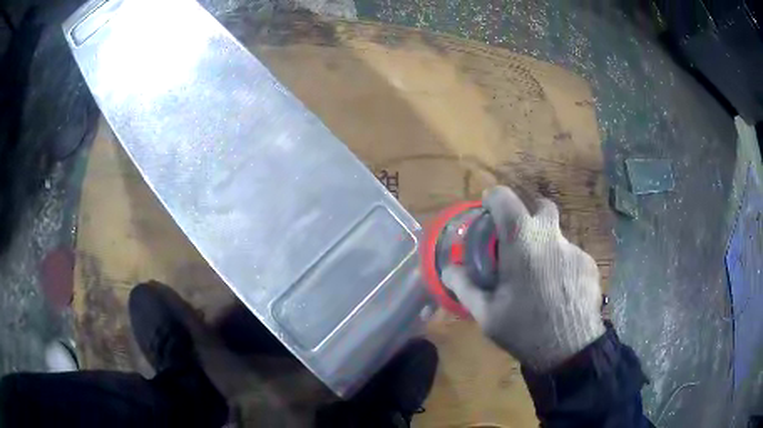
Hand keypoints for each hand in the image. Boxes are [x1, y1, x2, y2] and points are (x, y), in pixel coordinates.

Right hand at [443, 186, 604, 370]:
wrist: (571, 350)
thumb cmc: (524, 329)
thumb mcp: (486, 313)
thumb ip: (464, 286)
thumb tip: (448, 268)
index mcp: (523, 241)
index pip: (505, 198)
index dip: (493, 198)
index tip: (487, 210)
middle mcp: (552, 236)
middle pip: (541, 207)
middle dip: (528, 215)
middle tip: (517, 240)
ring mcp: (575, 249)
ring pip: (556, 236)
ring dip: (544, 248)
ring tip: (538, 280)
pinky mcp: (589, 264)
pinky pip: (570, 256)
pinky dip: (560, 266)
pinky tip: (557, 292)